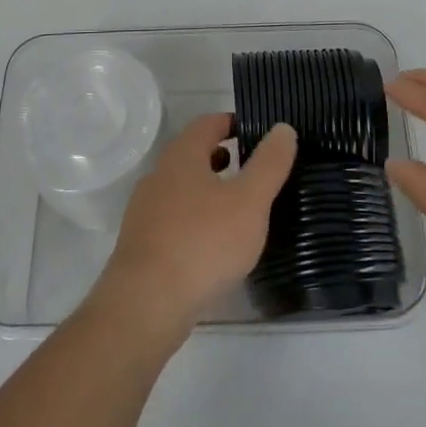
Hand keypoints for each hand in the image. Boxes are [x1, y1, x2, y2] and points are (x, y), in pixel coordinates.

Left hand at [93, 113, 296, 335]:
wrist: (146, 304)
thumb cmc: (203, 243)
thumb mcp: (249, 201)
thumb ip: (269, 164)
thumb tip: (283, 128)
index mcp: (182, 156)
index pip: (208, 123)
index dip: (233, 123)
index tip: (258, 133)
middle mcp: (158, 176)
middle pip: (193, 154)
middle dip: (222, 157)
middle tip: (253, 169)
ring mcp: (145, 211)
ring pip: (182, 188)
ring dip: (209, 190)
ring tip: (239, 208)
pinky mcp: (142, 244)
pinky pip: (174, 219)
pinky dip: (196, 219)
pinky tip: (214, 244)